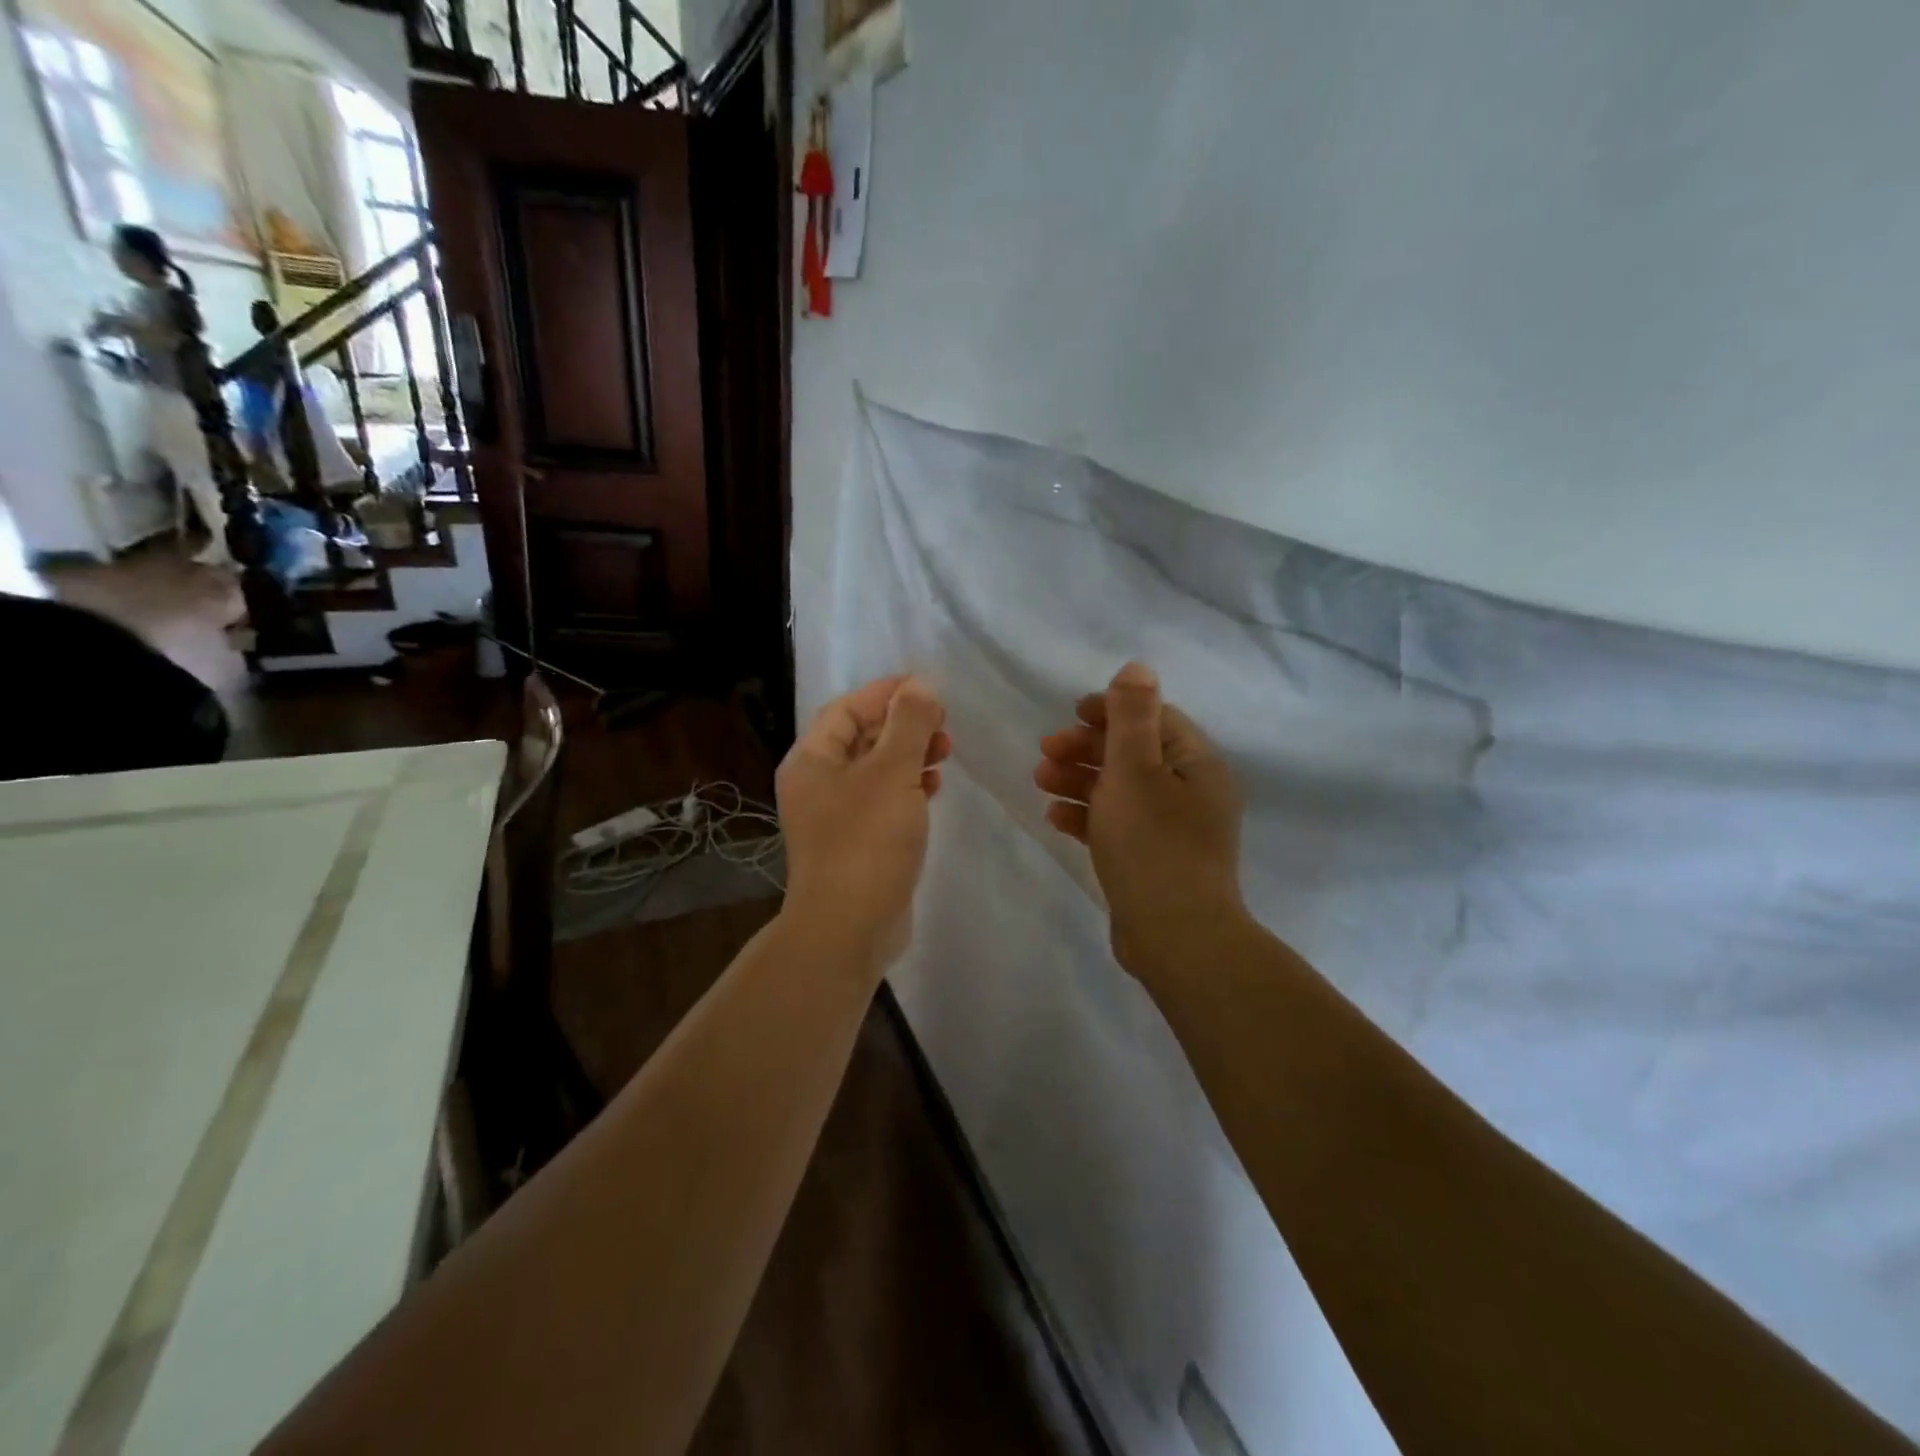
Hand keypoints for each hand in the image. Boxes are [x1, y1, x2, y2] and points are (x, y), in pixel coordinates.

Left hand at [777, 676, 951, 970]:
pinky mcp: (856, 843)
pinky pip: (883, 800)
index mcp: (811, 760)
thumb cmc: (866, 841)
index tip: (927, 687)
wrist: (848, 928)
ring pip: (875, 770)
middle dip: (903, 725)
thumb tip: (921, 686)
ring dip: (910, 755)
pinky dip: (908, 787)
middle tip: (943, 723)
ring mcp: (835, 817)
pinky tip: (934, 786)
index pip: (846, 709)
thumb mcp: (892, 773)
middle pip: (861, 738)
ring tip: (946, 752)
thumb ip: (909, 724)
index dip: (886, 693)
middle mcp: (816, 784)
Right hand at [1034, 662, 1246, 972]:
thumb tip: (1137, 668)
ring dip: (1079, 779)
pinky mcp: (1152, 860)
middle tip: (1045, 751)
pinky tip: (1054, 818)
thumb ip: (1132, 716)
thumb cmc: (1153, 844)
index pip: (1154, 719)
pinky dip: (1086, 816)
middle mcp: (1190, 792)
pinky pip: (1116, 825)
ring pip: (1120, 790)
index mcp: (1197, 764)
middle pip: (1133, 754)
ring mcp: (1172, 829)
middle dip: (1086, 748)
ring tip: (1040, 780)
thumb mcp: (1137, 770)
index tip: (1071, 714)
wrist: (1175, 937)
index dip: (1111, 710)